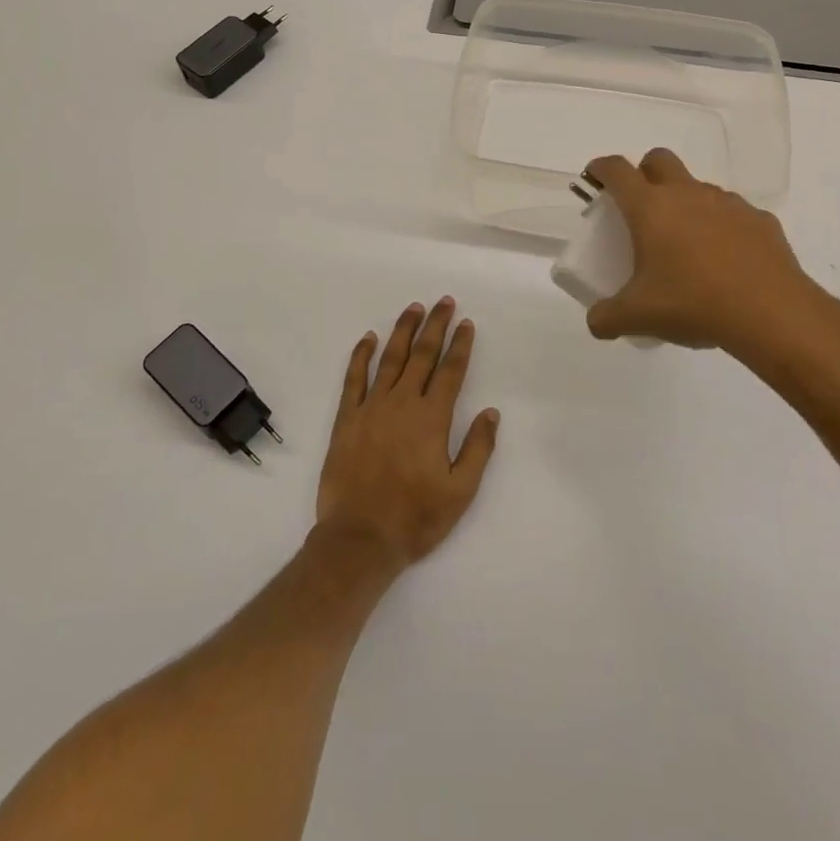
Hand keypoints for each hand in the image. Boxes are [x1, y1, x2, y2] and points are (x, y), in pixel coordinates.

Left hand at [315, 298, 499, 570]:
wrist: (360, 538)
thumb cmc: (415, 518)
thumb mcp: (460, 492)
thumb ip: (478, 449)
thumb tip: (492, 413)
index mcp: (432, 418)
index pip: (451, 371)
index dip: (460, 345)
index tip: (466, 323)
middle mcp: (403, 403)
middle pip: (422, 355)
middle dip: (435, 326)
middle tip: (444, 301)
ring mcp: (372, 407)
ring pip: (390, 358)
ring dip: (403, 331)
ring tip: (413, 309)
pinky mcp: (347, 418)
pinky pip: (354, 378)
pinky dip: (361, 355)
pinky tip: (367, 338)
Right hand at [583, 149, 839, 368]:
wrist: (771, 314)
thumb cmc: (693, 304)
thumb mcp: (638, 317)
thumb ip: (607, 318)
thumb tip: (597, 322)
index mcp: (650, 207)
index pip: (617, 170)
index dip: (601, 168)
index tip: (595, 177)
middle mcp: (687, 194)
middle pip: (659, 159)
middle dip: (644, 172)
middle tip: (640, 205)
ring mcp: (727, 203)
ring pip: (698, 187)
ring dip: (685, 202)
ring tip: (685, 243)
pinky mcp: (759, 220)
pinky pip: (733, 213)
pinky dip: (722, 227)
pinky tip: (725, 260)